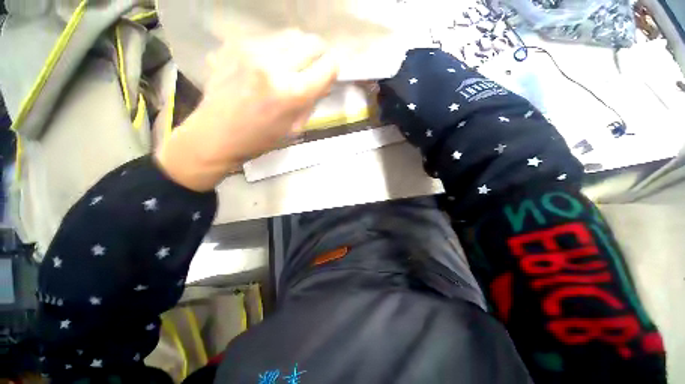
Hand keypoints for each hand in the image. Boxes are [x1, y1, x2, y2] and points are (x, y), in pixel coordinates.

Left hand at [155, 30, 338, 191]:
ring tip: (290, 66)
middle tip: (313, 68)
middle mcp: (274, 64)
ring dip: (298, 50)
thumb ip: (312, 102)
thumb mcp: (295, 128)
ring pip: (291, 35)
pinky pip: (268, 38)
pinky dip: (276, 50)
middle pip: (311, 42)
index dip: (332, 70)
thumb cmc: (261, 139)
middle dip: (319, 55)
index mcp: (292, 92)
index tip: (327, 76)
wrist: (216, 134)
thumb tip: (324, 82)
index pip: (328, 65)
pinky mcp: (234, 44)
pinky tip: (268, 66)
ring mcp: (251, 50)